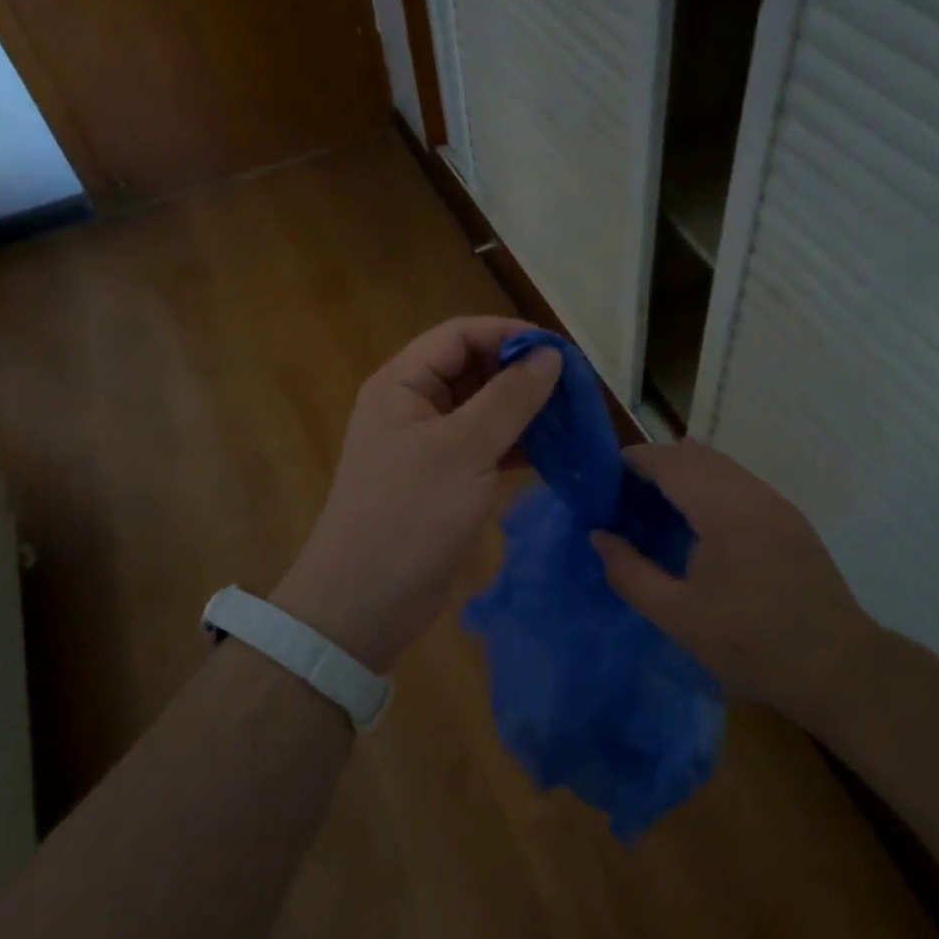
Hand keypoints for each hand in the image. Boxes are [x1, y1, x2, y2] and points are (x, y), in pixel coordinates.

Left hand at [272, 317, 561, 671]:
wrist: (365, 604)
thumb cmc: (409, 516)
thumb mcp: (463, 450)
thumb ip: (509, 398)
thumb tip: (551, 355)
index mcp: (403, 383)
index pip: (461, 335)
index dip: (510, 335)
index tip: (560, 353)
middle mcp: (413, 404)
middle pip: (473, 368)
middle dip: (521, 373)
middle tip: (573, 389)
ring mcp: (429, 443)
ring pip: (483, 407)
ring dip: (523, 409)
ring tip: (571, 418)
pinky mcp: (444, 477)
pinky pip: (485, 444)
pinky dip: (516, 443)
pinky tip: (552, 451)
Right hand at [590, 441, 880, 722]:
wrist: (839, 670)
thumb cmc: (752, 646)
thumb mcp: (678, 617)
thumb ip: (630, 573)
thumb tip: (598, 537)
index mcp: (725, 510)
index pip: (671, 461)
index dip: (635, 461)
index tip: (605, 480)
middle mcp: (753, 494)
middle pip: (696, 454)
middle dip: (656, 464)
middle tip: (624, 496)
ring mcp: (776, 504)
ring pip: (720, 466)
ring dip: (683, 474)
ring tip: (654, 507)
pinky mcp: (789, 519)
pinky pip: (739, 483)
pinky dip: (708, 487)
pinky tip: (696, 524)